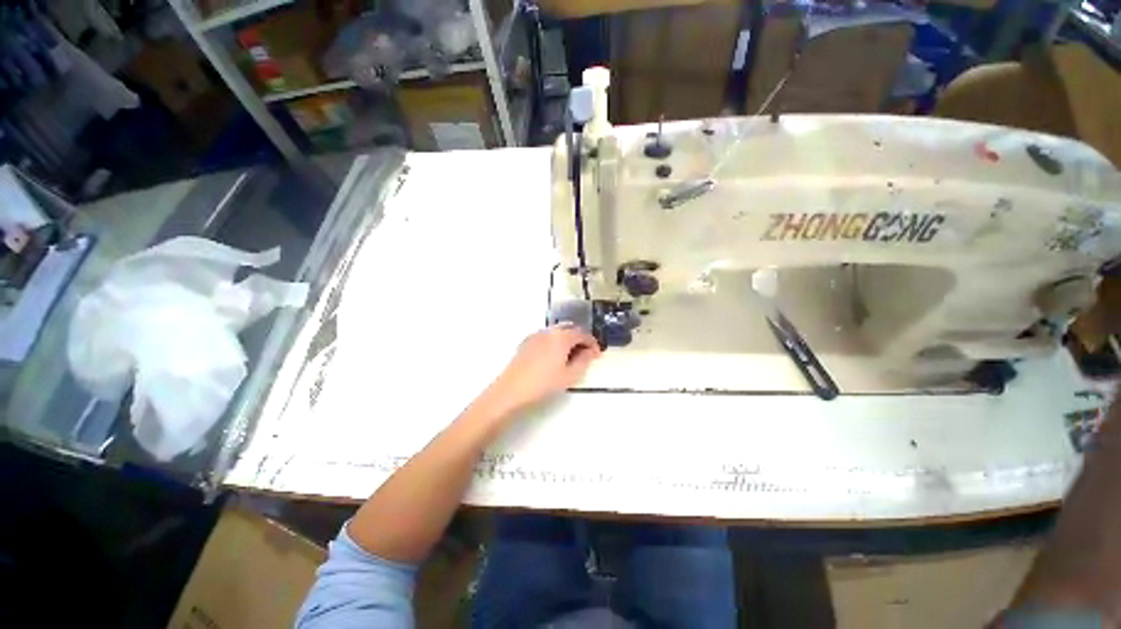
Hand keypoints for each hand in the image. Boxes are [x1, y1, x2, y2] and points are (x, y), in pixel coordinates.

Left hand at [480, 324, 601, 418]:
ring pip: (557, 332)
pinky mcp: (527, 342)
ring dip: (568, 339)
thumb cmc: (543, 383)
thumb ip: (584, 360)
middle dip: (580, 339)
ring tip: (571, 356)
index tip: (597, 355)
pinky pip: (546, 336)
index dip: (593, 343)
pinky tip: (554, 356)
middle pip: (570, 329)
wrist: (511, 390)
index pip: (583, 334)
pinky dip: (555, 342)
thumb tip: (590, 352)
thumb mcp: (570, 375)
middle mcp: (549, 331)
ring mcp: (536, 335)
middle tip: (586, 354)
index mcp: (562, 336)